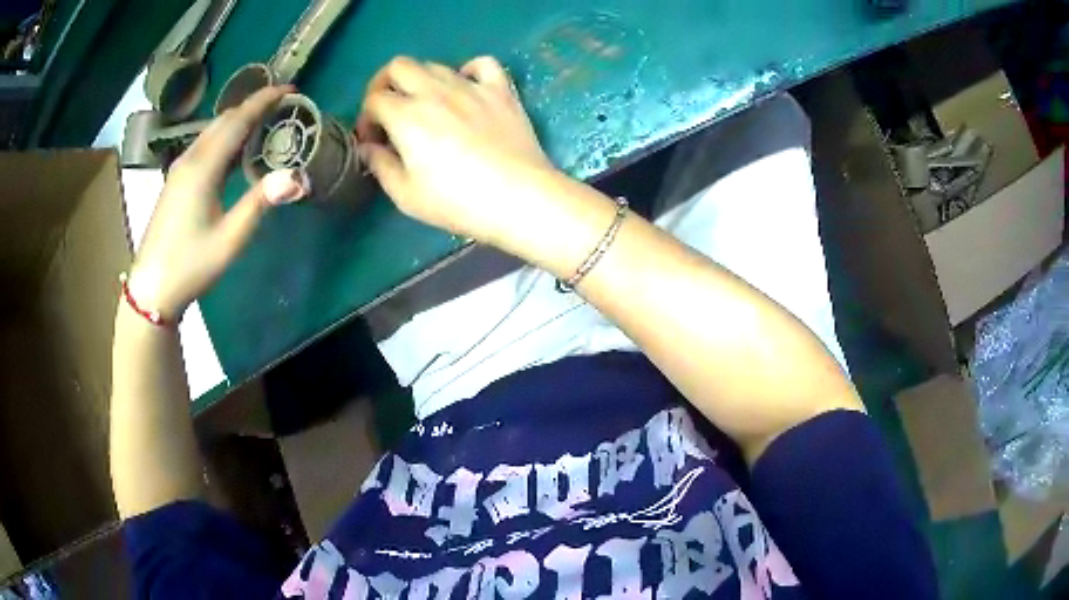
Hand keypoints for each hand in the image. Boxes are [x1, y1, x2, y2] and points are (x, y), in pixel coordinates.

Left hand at [127, 86, 309, 321]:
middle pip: (224, 119)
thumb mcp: (230, 239)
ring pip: (213, 132)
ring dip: (239, 122)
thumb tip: (298, 176)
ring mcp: (179, 169)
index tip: (291, 89)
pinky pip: (204, 147)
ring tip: (265, 125)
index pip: (238, 119)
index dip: (264, 100)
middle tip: (283, 107)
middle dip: (254, 106)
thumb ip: (260, 202)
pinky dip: (225, 139)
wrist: (151, 289)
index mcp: (203, 166)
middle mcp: (190, 159)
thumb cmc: (190, 265)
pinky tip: (236, 152)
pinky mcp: (176, 181)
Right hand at [356, 56, 560, 247]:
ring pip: (435, 64)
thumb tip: (368, 148)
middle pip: (398, 66)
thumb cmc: (458, 202)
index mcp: (407, 115)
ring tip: (425, 107)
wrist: (519, 198)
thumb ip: (381, 165)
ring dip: (420, 81)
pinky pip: (483, 63)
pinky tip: (466, 88)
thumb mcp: (406, 194)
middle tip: (389, 111)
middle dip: (384, 85)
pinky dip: (469, 70)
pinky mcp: (500, 90)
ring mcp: (471, 87)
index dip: (366, 118)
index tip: (373, 141)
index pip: (374, 99)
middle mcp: (435, 91)